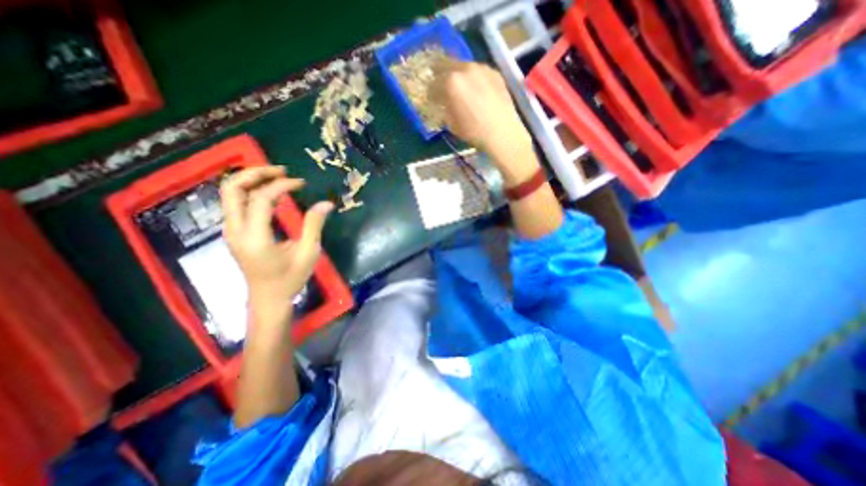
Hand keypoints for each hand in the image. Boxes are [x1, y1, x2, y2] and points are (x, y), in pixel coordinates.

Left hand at [221, 167, 333, 311]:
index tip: (301, 183)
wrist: (268, 299)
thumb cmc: (290, 278)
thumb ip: (314, 225)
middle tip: (281, 171)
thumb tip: (327, 203)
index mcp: (255, 237)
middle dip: (255, 173)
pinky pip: (237, 204)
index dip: (280, 185)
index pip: (260, 199)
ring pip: (230, 194)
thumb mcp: (308, 253)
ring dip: (251, 180)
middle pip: (231, 189)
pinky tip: (273, 194)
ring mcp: (231, 231)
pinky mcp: (234, 233)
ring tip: (277, 177)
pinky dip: (252, 192)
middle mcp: (235, 230)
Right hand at [433, 58, 535, 162]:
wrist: (502, 132)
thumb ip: (444, 109)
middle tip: (443, 88)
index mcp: (451, 82)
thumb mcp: (451, 124)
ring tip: (462, 89)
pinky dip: (474, 79)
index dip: (431, 92)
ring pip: (464, 66)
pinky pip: (479, 72)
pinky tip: (477, 91)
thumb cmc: (473, 131)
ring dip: (459, 76)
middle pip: (447, 65)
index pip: (433, 83)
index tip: (432, 99)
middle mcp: (465, 68)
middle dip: (442, 76)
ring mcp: (482, 68)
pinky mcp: (495, 72)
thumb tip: (444, 104)